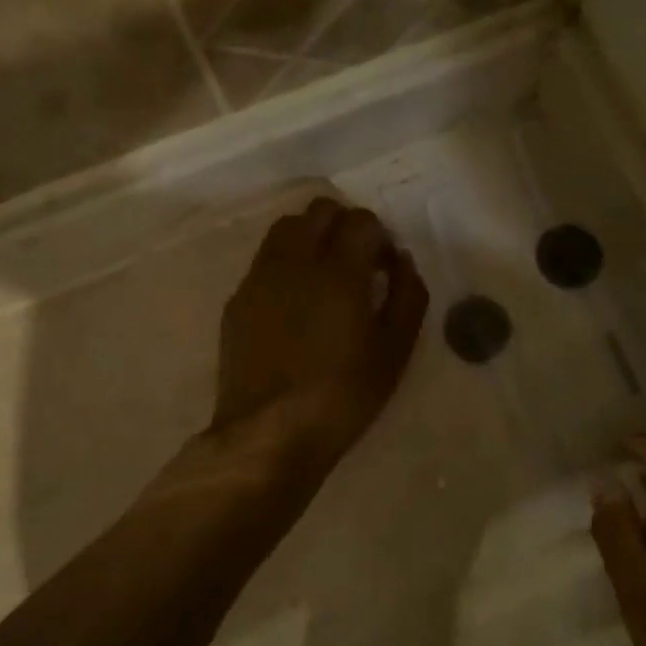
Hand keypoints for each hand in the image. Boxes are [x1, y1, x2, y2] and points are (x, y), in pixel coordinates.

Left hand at [212, 197, 428, 490]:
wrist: (269, 433)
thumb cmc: (343, 396)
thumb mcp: (395, 351)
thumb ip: (408, 296)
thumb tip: (403, 261)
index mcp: (338, 271)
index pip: (360, 221)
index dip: (380, 236)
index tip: (386, 266)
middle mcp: (294, 262)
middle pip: (319, 211)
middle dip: (345, 225)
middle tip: (358, 261)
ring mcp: (259, 278)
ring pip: (286, 229)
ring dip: (311, 236)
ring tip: (324, 274)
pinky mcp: (238, 300)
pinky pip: (264, 261)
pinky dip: (286, 263)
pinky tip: (295, 301)